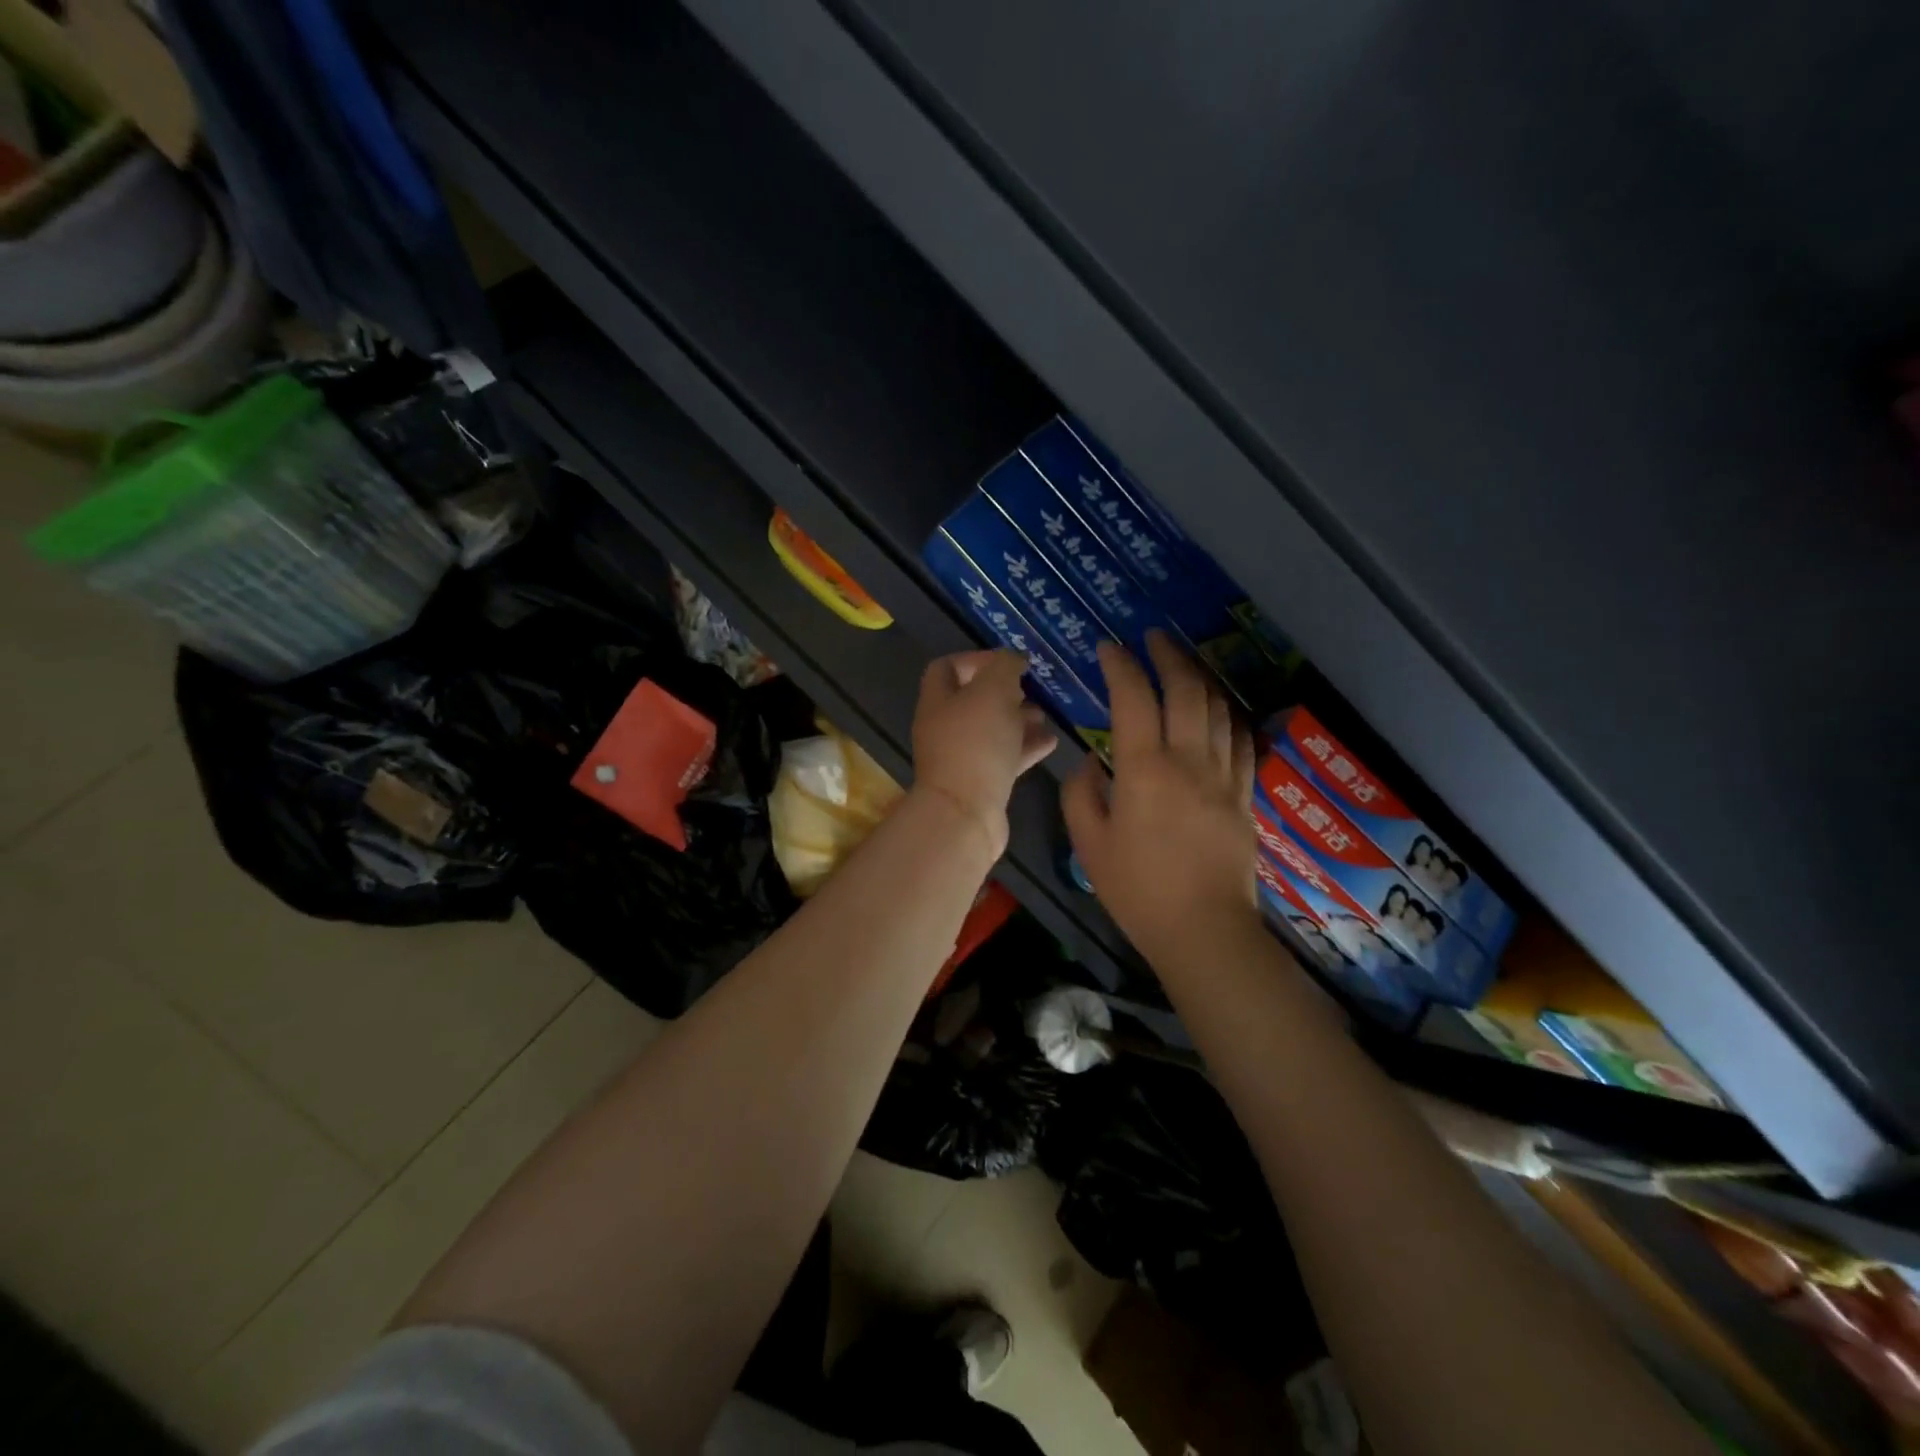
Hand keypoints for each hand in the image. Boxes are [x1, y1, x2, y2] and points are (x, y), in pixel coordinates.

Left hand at [911, 650, 1058, 858]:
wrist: (966, 814)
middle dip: (1004, 692)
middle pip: (972, 700)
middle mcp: (944, 727)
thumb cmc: (976, 743)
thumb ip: (1005, 667)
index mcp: (938, 701)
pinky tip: (1050, 742)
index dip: (976, 658)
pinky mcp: (980, 784)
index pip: (947, 667)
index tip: (1009, 661)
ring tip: (1045, 714)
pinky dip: (1025, 747)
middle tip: (1031, 689)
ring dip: (1018, 719)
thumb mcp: (993, 691)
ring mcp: (961, 758)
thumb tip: (1013, 658)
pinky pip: (1003, 758)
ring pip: (991, 730)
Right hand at [1062, 632, 1259, 968]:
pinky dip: (1227, 715)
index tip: (1108, 648)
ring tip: (1183, 664)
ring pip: (1217, 708)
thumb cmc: (1137, 890)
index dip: (1120, 666)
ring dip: (1199, 678)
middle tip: (1153, 638)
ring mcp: (1223, 775)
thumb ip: (1081, 794)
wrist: (1204, 930)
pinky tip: (1218, 710)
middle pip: (1185, 690)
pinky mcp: (1244, 795)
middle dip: (1168, 656)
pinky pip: (1240, 740)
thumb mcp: (1089, 844)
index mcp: (1144, 770)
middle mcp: (1188, 760)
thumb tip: (1090, 762)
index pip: (1133, 699)